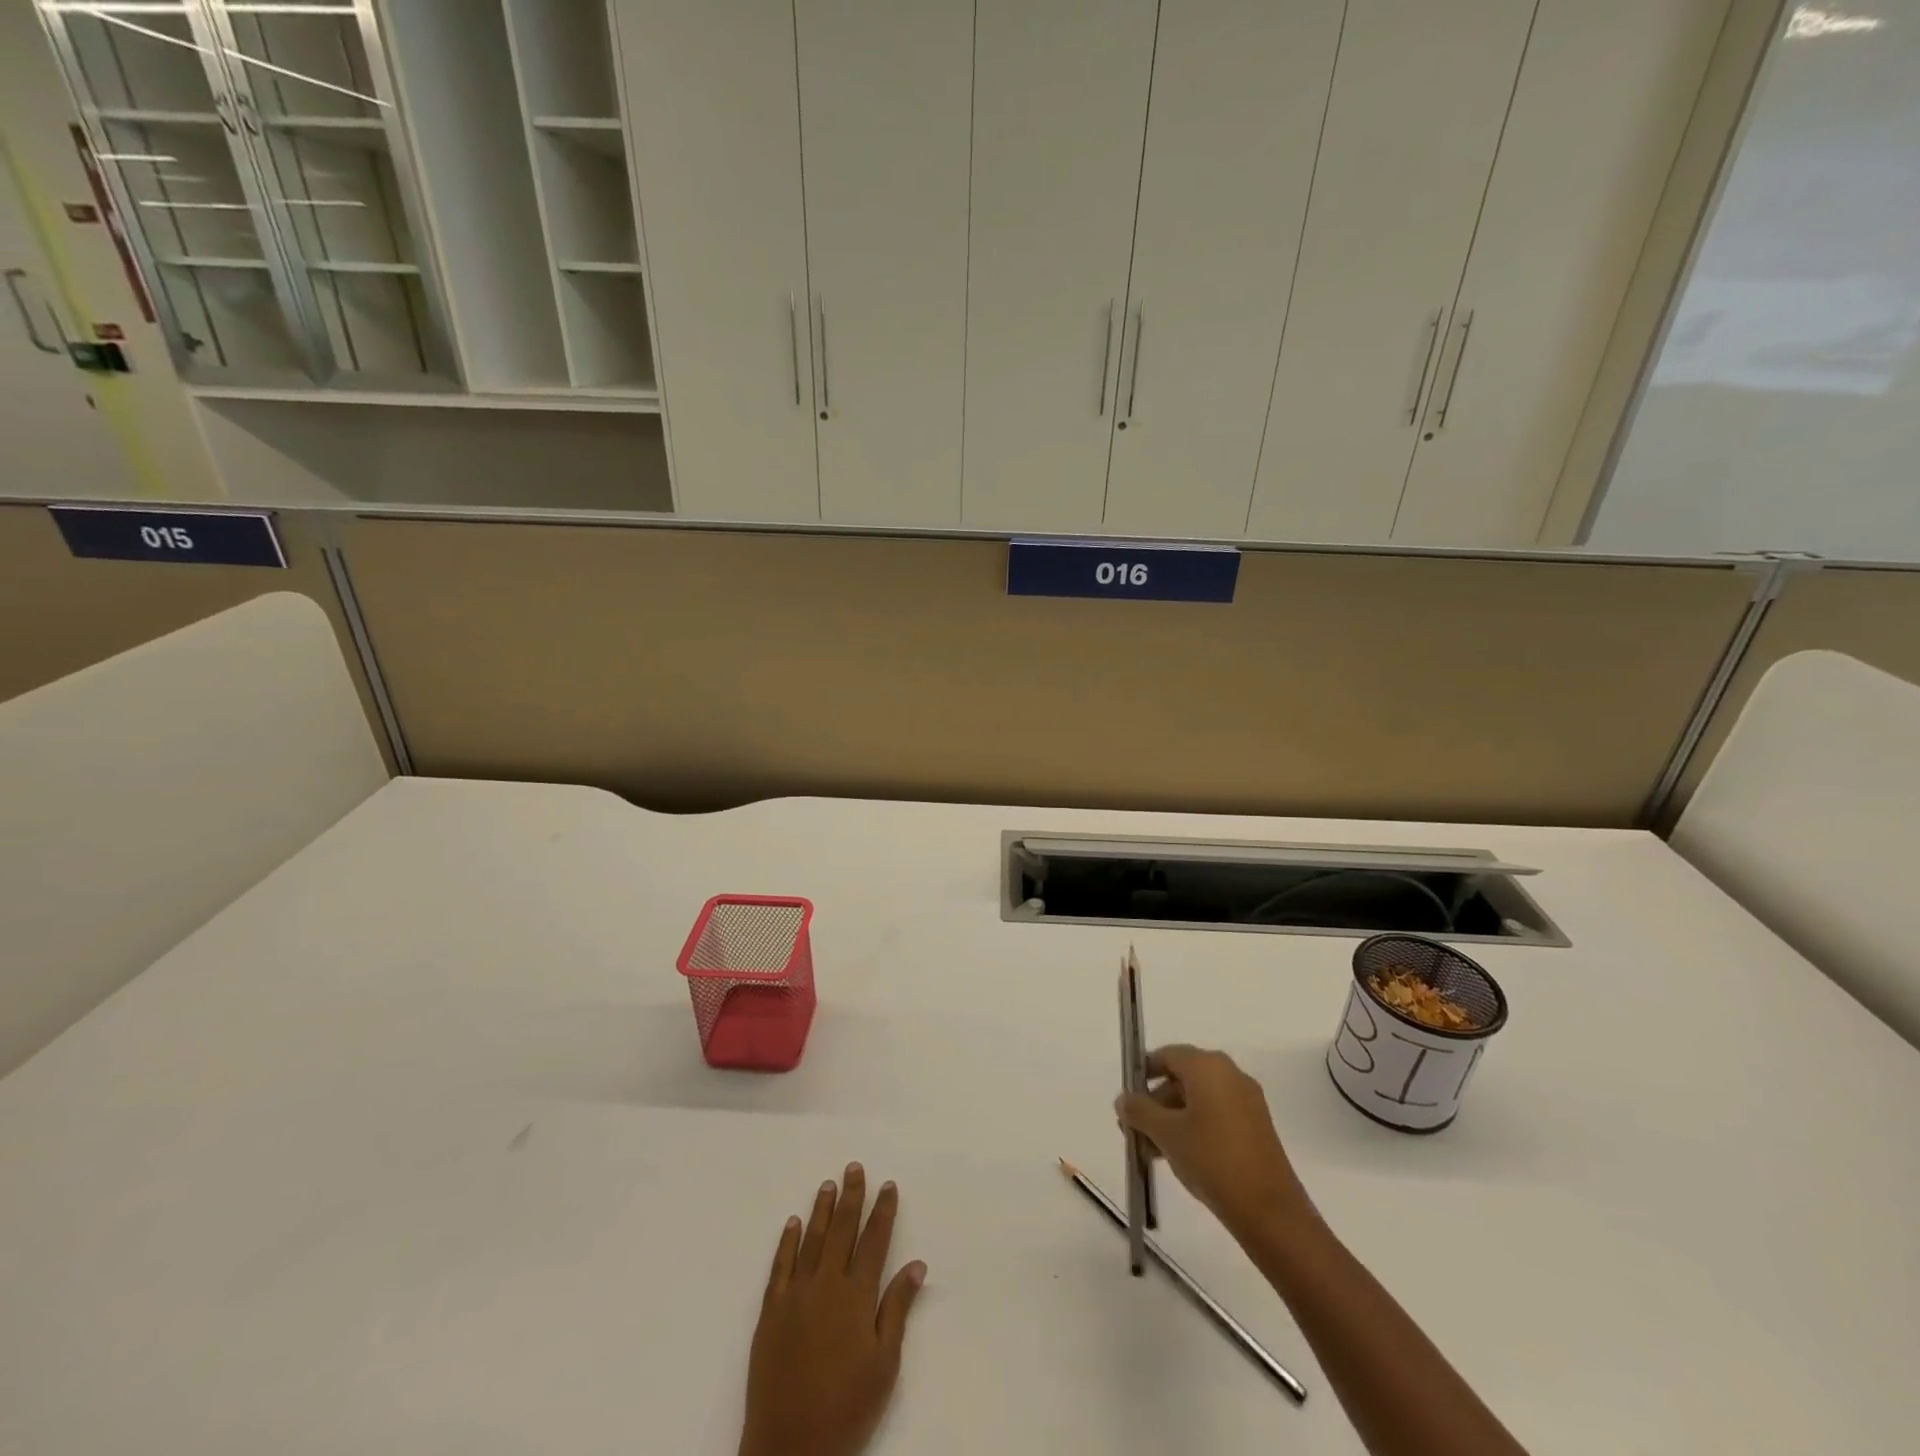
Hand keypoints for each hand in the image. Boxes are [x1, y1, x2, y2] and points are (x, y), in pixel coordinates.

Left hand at [739, 1164, 926, 1455]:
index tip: (888, 1185)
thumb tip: (917, 1265)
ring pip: (811, 1239)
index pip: (874, 1241)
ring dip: (821, 1210)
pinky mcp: (770, 1311)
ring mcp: (795, 1294)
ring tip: (828, 1184)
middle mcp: (826, 1284)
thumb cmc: (847, 1407)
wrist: (791, 1447)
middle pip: (841, 1229)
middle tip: (854, 1167)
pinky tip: (792, 1222)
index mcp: (856, 1295)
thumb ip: (898, 1309)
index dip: (883, 1211)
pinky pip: (780, 1265)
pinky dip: (787, 1241)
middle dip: (851, 1196)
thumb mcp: (884, 1364)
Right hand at [1116, 1044, 1311, 1240]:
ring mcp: (1246, 1100)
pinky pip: (1215, 1115)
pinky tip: (1179, 1156)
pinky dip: (1194, 1128)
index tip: (1127, 1101)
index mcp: (1208, 1066)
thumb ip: (1139, 1110)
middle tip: (1135, 1132)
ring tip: (1152, 1151)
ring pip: (1198, 1099)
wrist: (1269, 1211)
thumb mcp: (1166, 1133)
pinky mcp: (1256, 1126)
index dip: (1142, 1074)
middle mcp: (1229, 1074)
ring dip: (1171, 1119)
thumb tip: (1124, 1099)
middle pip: (1181, 1077)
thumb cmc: (1212, 1159)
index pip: (1166, 1055)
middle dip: (1155, 1103)